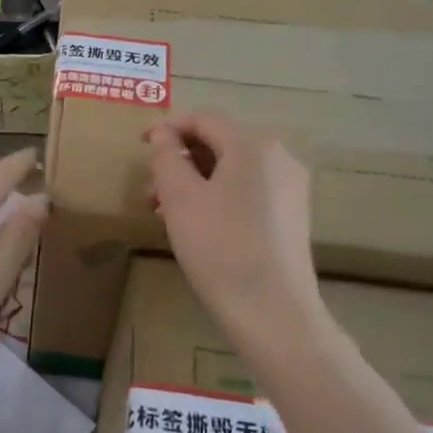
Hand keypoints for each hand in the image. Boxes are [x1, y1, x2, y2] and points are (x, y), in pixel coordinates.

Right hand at [147, 113, 335, 356]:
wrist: (273, 312)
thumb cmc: (219, 247)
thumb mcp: (180, 198)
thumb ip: (167, 157)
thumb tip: (164, 135)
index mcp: (253, 146)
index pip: (205, 119)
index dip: (168, 128)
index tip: (140, 146)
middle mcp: (279, 158)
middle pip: (219, 144)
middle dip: (180, 161)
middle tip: (148, 190)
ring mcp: (290, 188)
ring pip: (231, 170)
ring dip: (194, 182)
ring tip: (164, 213)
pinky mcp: (292, 216)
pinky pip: (247, 191)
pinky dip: (216, 197)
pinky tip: (196, 226)